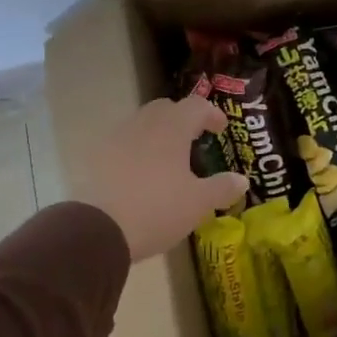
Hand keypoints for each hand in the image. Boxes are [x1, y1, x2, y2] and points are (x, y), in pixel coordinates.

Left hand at [80, 96, 248, 261]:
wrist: (97, 230)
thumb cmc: (157, 209)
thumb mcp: (198, 203)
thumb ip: (222, 188)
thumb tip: (242, 180)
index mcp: (172, 129)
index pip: (196, 106)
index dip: (211, 114)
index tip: (220, 129)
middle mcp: (143, 125)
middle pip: (165, 108)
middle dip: (182, 118)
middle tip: (194, 139)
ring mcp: (115, 139)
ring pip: (141, 124)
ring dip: (157, 133)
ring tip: (168, 159)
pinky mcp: (95, 158)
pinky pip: (122, 144)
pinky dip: (136, 151)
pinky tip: (141, 175)